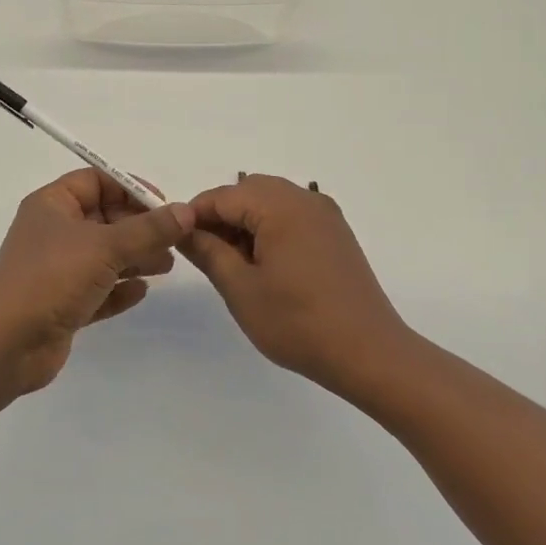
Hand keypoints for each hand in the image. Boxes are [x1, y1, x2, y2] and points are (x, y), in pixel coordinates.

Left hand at [0, 170, 195, 394]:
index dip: (130, 188)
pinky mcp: (61, 304)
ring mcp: (56, 270)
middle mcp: (53, 232)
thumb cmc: (52, 278)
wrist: (6, 344)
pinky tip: (142, 292)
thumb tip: (186, 212)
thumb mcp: (106, 247)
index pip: (96, 181)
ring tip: (166, 266)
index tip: (164, 204)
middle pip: (104, 218)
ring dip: (135, 258)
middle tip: (173, 240)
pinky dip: (119, 289)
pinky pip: (97, 289)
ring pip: (103, 256)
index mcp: (52, 205)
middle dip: (139, 227)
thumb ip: (149, 230)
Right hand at [183, 174, 414, 398]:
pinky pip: (292, 215)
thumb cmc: (298, 323)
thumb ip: (208, 253)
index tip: (175, 241)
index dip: (194, 215)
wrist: (370, 353)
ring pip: (270, 201)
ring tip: (233, 263)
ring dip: (245, 221)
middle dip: (220, 216)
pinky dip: (270, 228)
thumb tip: (183, 230)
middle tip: (205, 254)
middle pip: (248, 191)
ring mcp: (325, 214)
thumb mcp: (241, 290)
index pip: (223, 196)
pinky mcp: (336, 233)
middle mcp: (305, 199)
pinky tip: (265, 264)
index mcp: (280, 206)